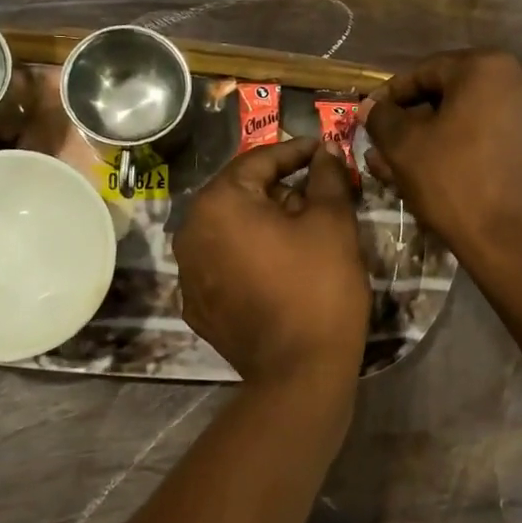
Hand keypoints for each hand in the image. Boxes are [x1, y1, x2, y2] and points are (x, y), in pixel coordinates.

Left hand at [174, 136, 370, 383]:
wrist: (300, 372)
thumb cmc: (319, 286)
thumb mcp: (332, 222)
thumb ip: (327, 176)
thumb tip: (325, 151)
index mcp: (218, 203)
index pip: (258, 160)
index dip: (296, 152)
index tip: (322, 150)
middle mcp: (190, 232)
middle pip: (240, 194)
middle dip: (280, 188)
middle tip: (318, 191)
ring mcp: (188, 272)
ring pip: (230, 229)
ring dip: (263, 222)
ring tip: (302, 229)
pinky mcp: (197, 305)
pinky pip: (223, 264)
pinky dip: (248, 256)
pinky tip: (279, 266)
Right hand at [364, 50, 521, 265]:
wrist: (516, 241)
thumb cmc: (454, 182)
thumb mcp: (404, 147)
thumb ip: (382, 118)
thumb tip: (371, 107)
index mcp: (485, 68)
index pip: (423, 72)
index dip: (389, 96)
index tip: (367, 118)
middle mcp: (517, 82)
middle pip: (447, 96)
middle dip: (410, 122)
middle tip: (381, 147)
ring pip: (465, 122)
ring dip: (430, 141)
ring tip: (398, 168)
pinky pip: (486, 140)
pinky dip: (458, 152)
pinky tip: (432, 178)